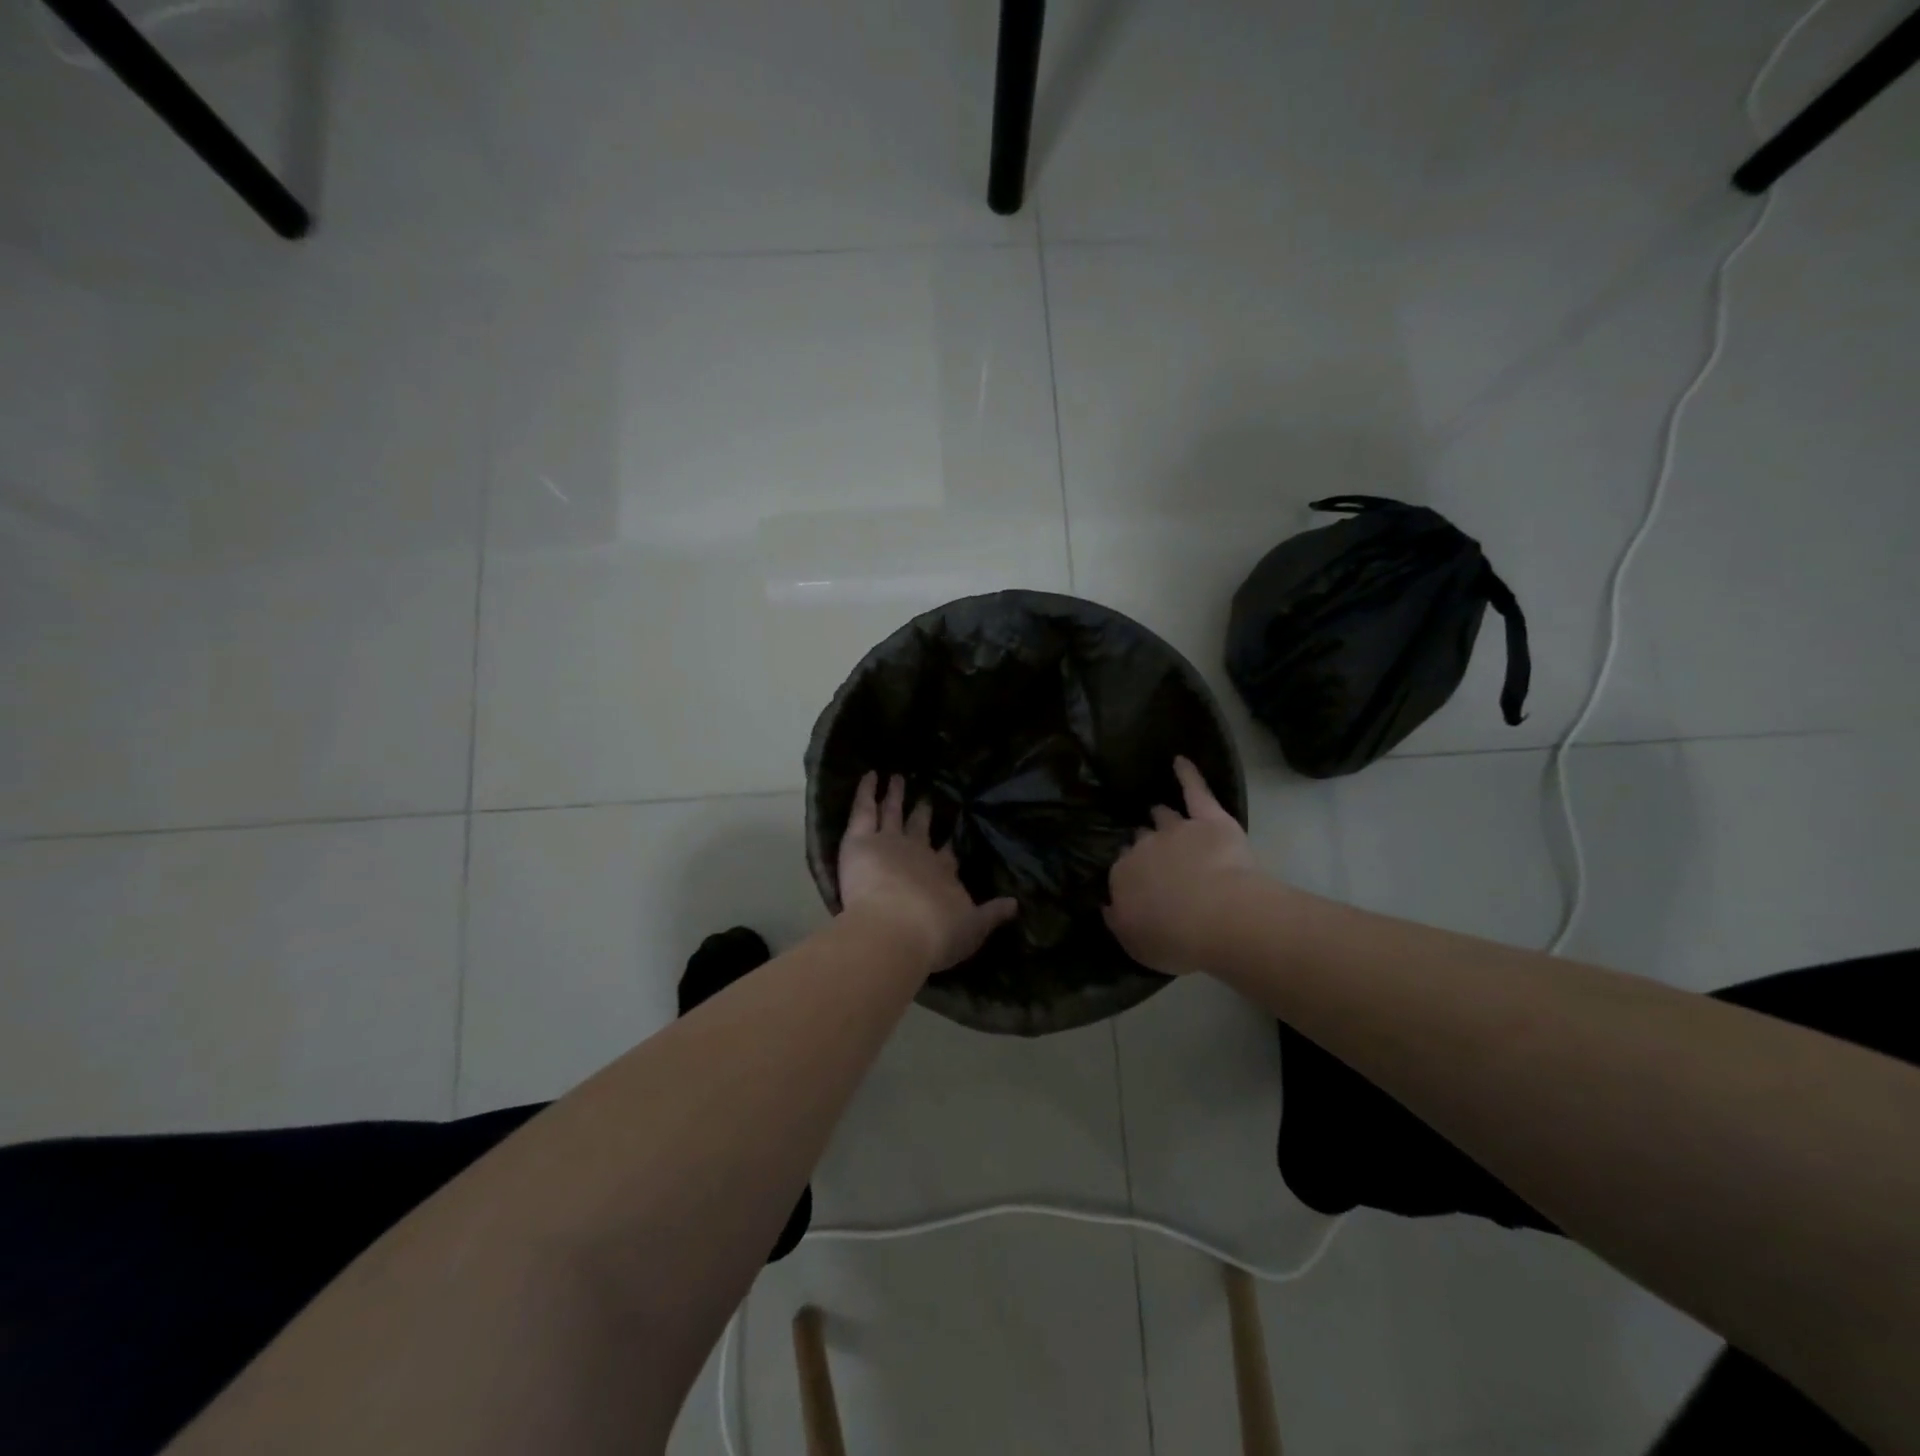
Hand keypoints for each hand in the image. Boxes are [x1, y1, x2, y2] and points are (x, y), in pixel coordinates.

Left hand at [838, 772, 1017, 973]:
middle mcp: (919, 851)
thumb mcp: (972, 930)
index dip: (948, 846)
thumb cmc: (934, 935)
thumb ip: (992, 915)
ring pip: (892, 812)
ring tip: (897, 778)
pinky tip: (870, 775)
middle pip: (920, 828)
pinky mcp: (861, 840)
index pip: (947, 855)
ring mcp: (889, 841)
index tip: (951, 836)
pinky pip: (864, 809)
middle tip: (926, 799)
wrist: (898, 930)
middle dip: (923, 813)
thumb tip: (1016, 904)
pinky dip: (867, 791)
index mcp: (943, 873)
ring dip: (895, 795)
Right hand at [1104, 757, 1264, 974]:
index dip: (1132, 877)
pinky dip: (1188, 775)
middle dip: (1145, 847)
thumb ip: (1119, 921)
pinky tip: (1180, 761)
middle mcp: (1143, 847)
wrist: (1218, 918)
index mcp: (1122, 876)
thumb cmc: (1175, 939)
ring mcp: (1176, 830)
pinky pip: (1195, 790)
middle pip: (1140, 842)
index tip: (1141, 886)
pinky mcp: (1209, 820)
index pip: (1122, 870)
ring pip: (1164, 817)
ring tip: (1159, 812)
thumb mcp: (1136, 944)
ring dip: (1161, 816)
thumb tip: (1108, 905)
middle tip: (1155, 858)